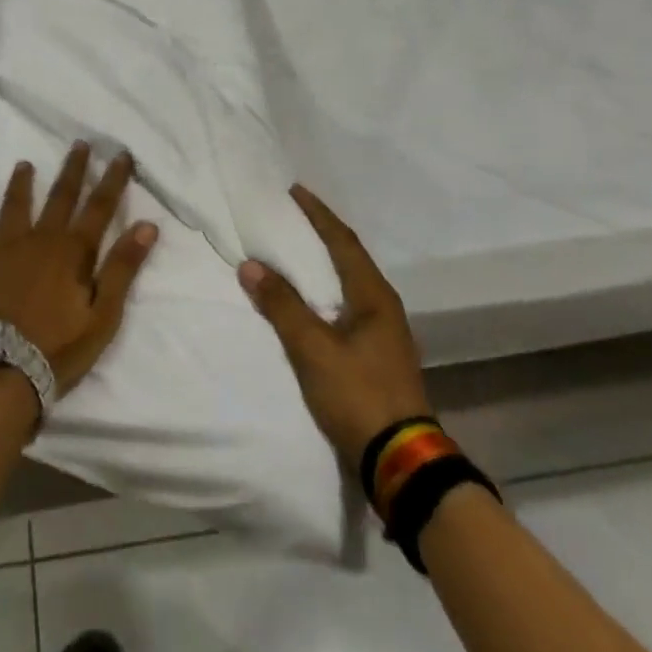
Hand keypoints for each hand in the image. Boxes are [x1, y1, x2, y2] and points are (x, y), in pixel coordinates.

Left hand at [0, 144, 157, 394]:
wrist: (1, 371)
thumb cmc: (59, 347)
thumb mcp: (103, 314)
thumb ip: (123, 268)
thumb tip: (148, 225)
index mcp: (74, 250)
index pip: (100, 206)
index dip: (113, 179)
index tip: (122, 155)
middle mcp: (42, 238)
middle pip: (61, 196)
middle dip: (73, 169)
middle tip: (80, 144)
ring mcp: (9, 247)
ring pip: (18, 204)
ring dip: (23, 182)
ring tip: (25, 163)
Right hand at [240, 184, 432, 464]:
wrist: (400, 460)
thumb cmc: (358, 394)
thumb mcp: (313, 349)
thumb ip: (282, 305)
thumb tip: (251, 265)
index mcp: (374, 296)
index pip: (342, 241)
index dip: (318, 214)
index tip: (295, 191)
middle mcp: (383, 307)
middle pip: (350, 257)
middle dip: (322, 233)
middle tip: (293, 215)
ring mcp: (383, 333)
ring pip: (349, 283)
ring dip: (324, 262)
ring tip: (296, 250)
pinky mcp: (376, 356)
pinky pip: (346, 306)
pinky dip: (324, 291)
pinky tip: (309, 300)